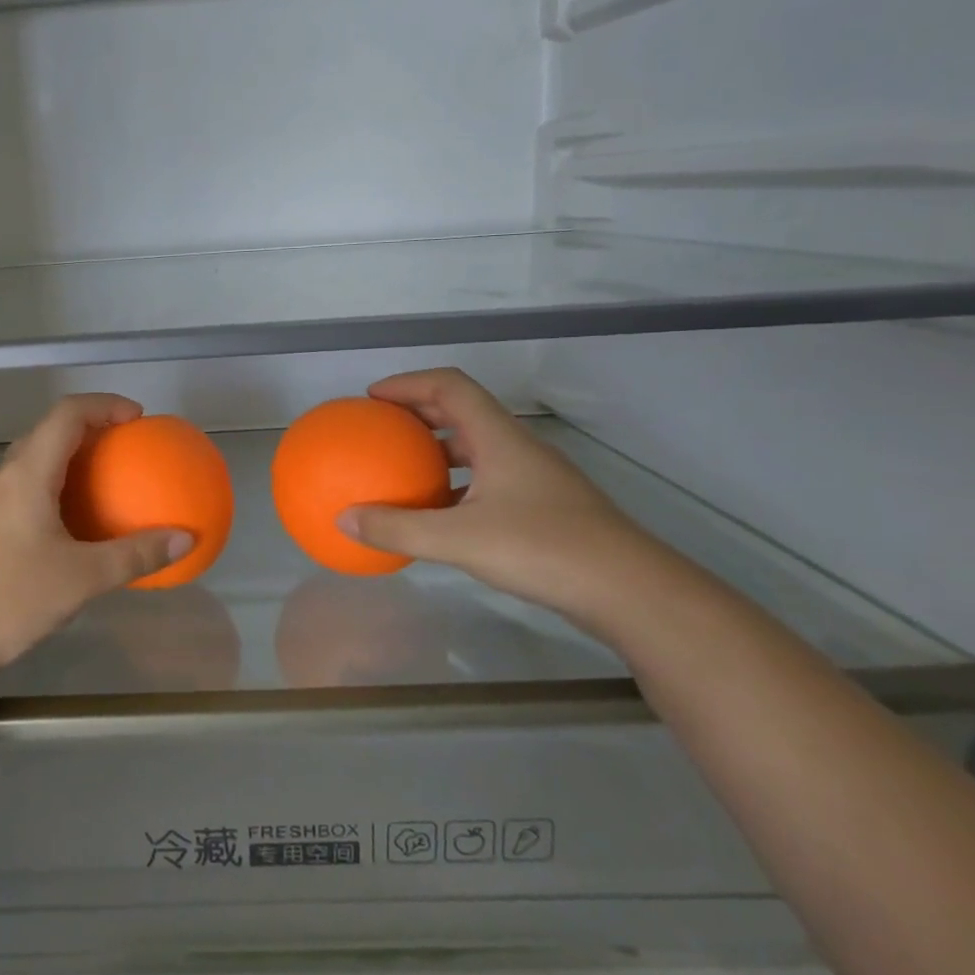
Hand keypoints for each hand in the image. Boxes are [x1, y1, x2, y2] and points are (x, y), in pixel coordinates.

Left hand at [0, 395, 192, 681]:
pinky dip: (56, 489)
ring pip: (34, 462)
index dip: (104, 404)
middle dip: (91, 429)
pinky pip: (25, 490)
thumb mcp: (83, 578)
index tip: (138, 418)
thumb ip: (136, 555)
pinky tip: (73, 527)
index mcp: (27, 473)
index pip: (66, 414)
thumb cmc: (10, 598)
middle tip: (127, 447)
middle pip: (49, 431)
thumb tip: (186, 539)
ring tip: (106, 482)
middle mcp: (4, 477)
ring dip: (71, 460)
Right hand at [337, 369, 682, 635]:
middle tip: (379, 428)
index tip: (372, 398)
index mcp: (499, 439)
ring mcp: (534, 478)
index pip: (450, 387)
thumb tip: (343, 520)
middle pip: (462, 411)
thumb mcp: (459, 540)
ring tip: (401, 467)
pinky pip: (487, 480)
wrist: (631, 591)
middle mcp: (517, 449)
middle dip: (418, 413)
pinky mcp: (543, 507)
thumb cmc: (543, 550)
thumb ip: (398, 529)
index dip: (409, 383)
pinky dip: (455, 485)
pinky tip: (438, 515)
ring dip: (437, 449)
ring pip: (477, 448)